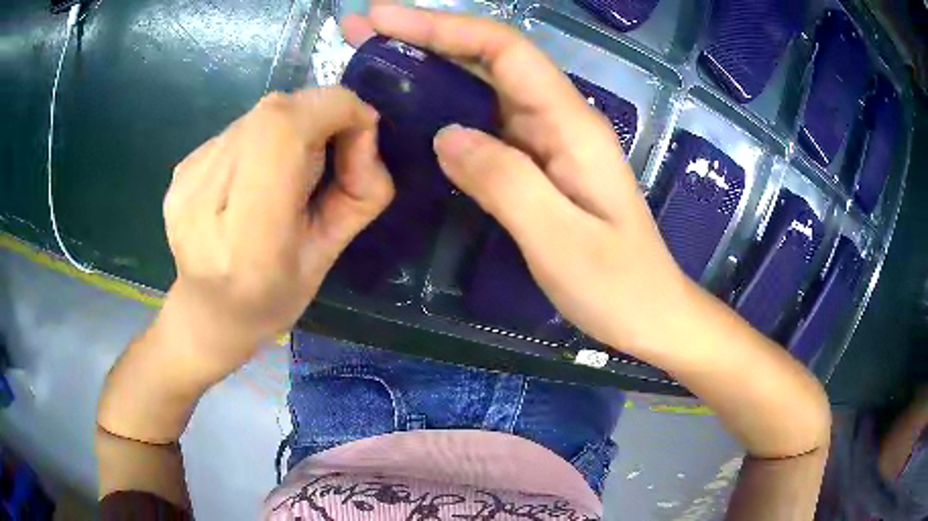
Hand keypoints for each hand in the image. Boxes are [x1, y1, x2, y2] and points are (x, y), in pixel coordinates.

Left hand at [160, 87, 393, 367]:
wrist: (206, 313)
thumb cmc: (273, 299)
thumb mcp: (330, 257)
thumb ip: (360, 192)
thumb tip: (361, 131)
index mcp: (249, 243)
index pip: (283, 133)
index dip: (332, 111)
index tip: (361, 128)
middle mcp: (205, 204)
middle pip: (271, 113)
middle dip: (317, 116)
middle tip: (327, 153)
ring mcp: (186, 182)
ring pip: (257, 116)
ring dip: (290, 128)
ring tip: (285, 174)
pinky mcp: (180, 170)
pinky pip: (238, 129)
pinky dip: (262, 139)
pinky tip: (254, 178)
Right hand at [342, 7, 687, 351]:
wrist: (650, 312)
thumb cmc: (617, 286)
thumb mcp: (561, 241)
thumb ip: (504, 181)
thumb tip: (445, 135)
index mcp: (571, 125)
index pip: (504, 50)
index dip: (443, 26)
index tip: (384, 17)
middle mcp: (559, 119)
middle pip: (490, 57)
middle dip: (426, 35)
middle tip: (364, 30)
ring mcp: (548, 141)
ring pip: (484, 85)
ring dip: (431, 63)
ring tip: (376, 56)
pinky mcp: (538, 164)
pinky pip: (485, 121)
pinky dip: (445, 104)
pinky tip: (413, 106)